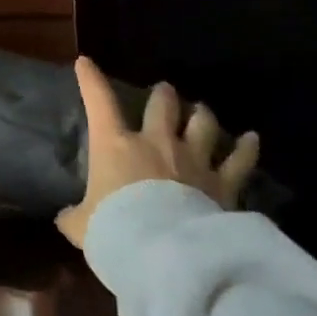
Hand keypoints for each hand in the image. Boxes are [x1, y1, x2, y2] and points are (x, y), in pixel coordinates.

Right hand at [56, 57, 259, 248]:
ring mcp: (193, 159)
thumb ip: (74, 216)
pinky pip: (240, 160)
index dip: (90, 80)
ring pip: (202, 124)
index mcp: (115, 145)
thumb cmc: (114, 229)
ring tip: (201, 110)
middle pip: (162, 106)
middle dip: (163, 95)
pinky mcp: (223, 183)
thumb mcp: (82, 226)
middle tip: (163, 91)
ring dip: (201, 115)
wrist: (164, 253)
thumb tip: (64, 218)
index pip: (98, 103)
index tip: (85, 63)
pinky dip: (246, 148)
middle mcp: (156, 143)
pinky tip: (252, 139)